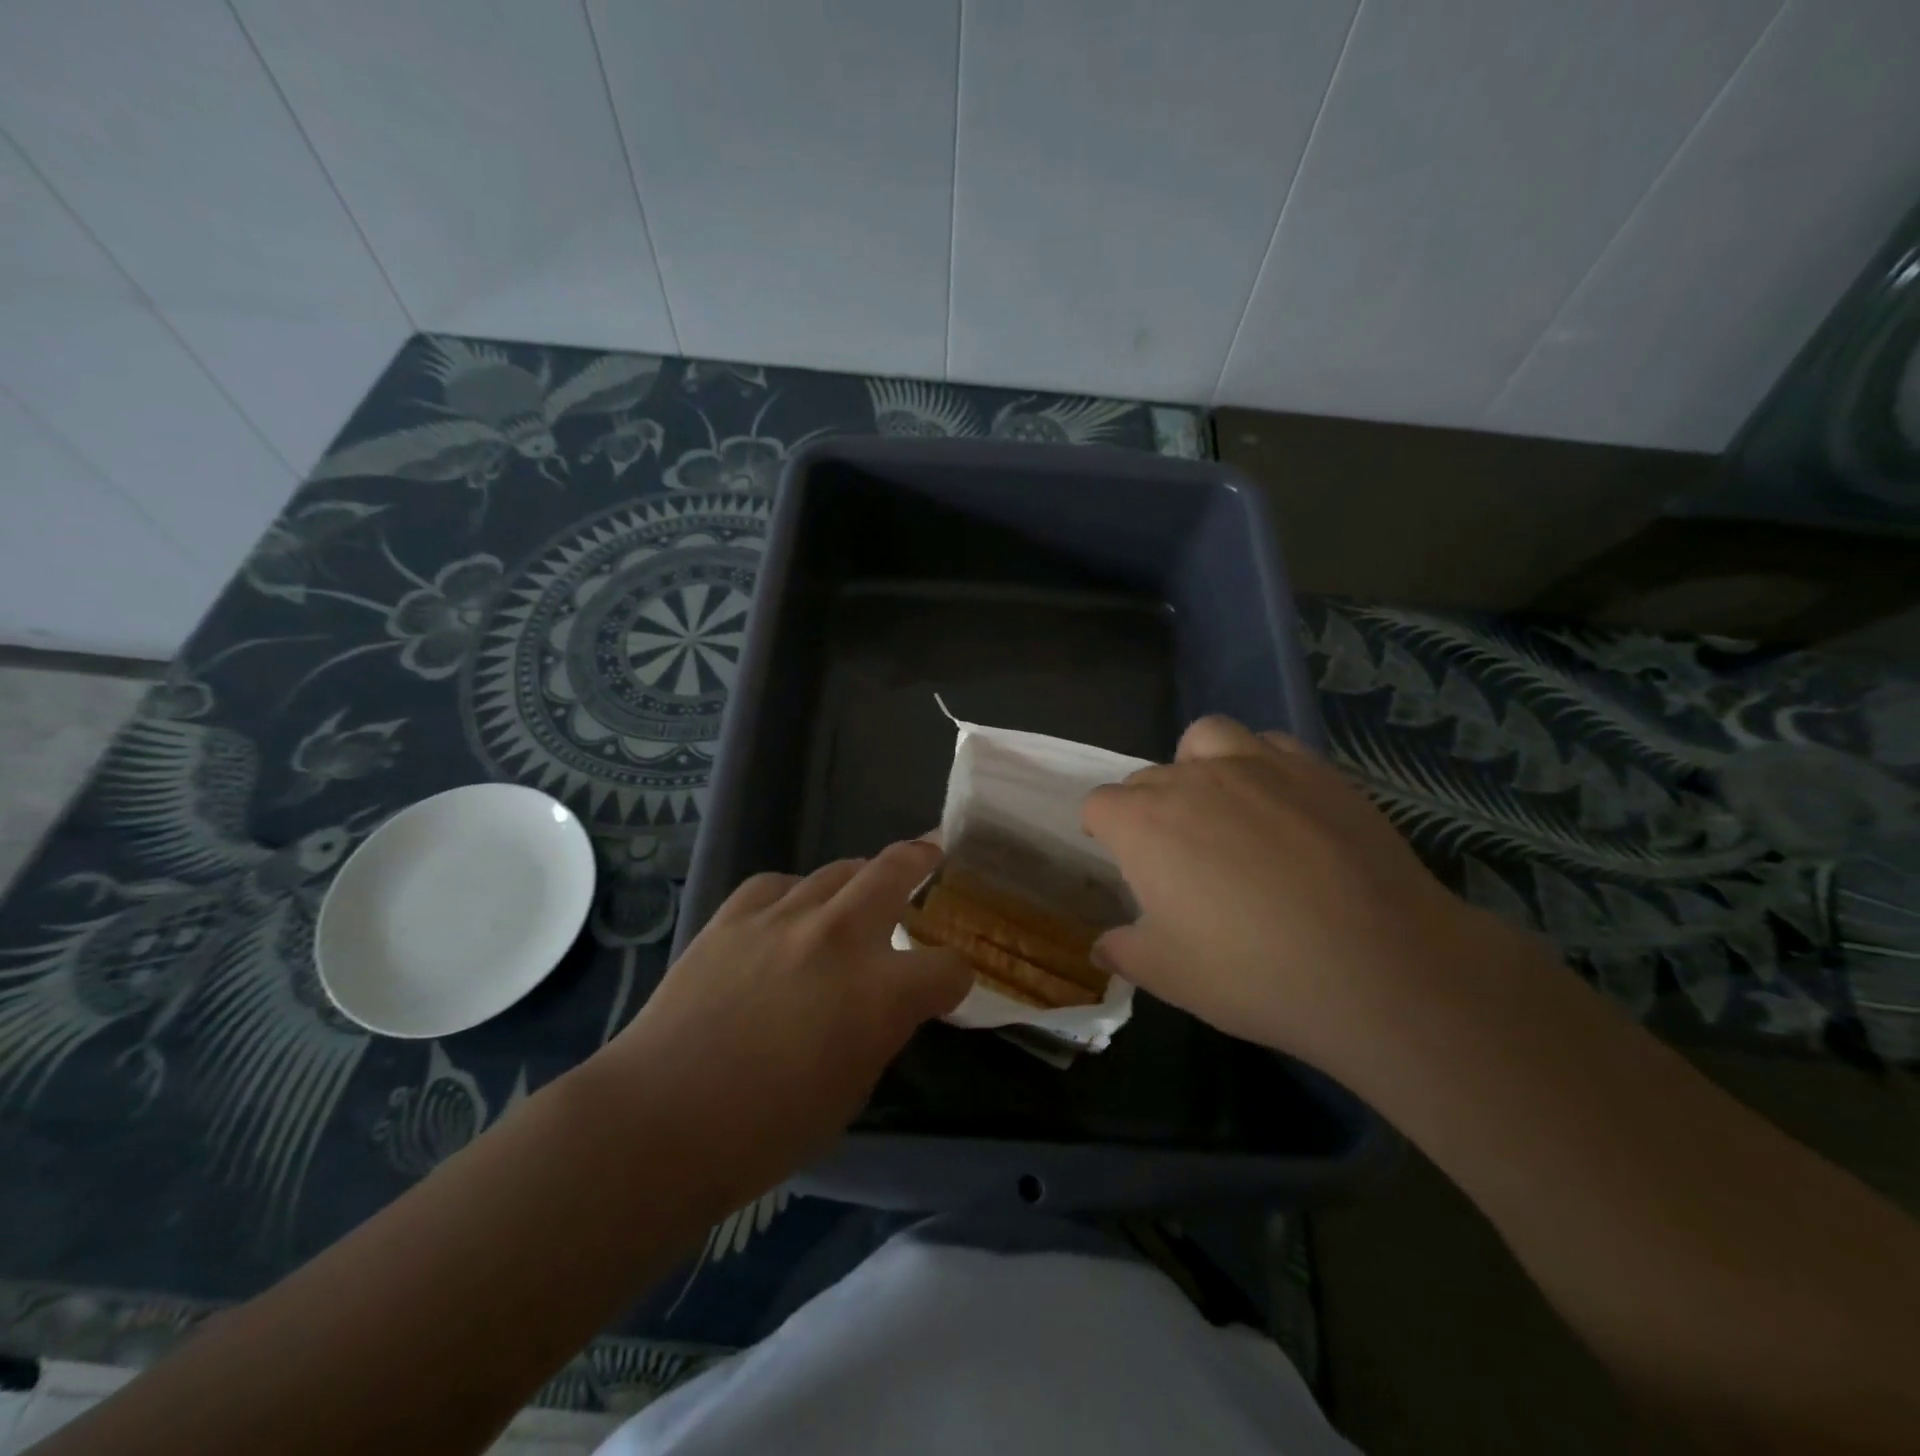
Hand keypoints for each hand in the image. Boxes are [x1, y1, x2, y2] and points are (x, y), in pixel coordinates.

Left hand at [598, 841, 970, 1199]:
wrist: (659, 1119)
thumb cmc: (765, 1130)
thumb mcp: (852, 1090)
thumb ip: (880, 1030)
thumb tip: (884, 1004)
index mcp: (881, 991)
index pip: (949, 967)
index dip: (955, 978)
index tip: (947, 987)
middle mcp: (841, 935)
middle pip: (899, 868)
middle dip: (925, 859)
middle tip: (934, 854)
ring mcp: (785, 915)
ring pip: (840, 869)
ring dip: (860, 879)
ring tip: (860, 892)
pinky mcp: (735, 913)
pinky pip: (780, 884)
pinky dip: (796, 896)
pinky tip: (789, 915)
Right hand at [1082, 716, 1509, 1073]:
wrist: (1379, 966)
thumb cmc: (1253, 973)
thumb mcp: (1169, 976)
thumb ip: (1123, 951)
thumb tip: (1102, 945)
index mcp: (1142, 823)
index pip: (1099, 805)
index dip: (1104, 832)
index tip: (1123, 862)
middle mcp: (1191, 779)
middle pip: (1148, 776)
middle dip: (1148, 808)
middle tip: (1177, 858)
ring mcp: (1256, 766)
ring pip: (1205, 739)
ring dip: (1197, 764)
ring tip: (1219, 805)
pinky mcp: (1314, 769)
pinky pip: (1268, 744)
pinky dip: (1259, 763)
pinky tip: (1278, 802)